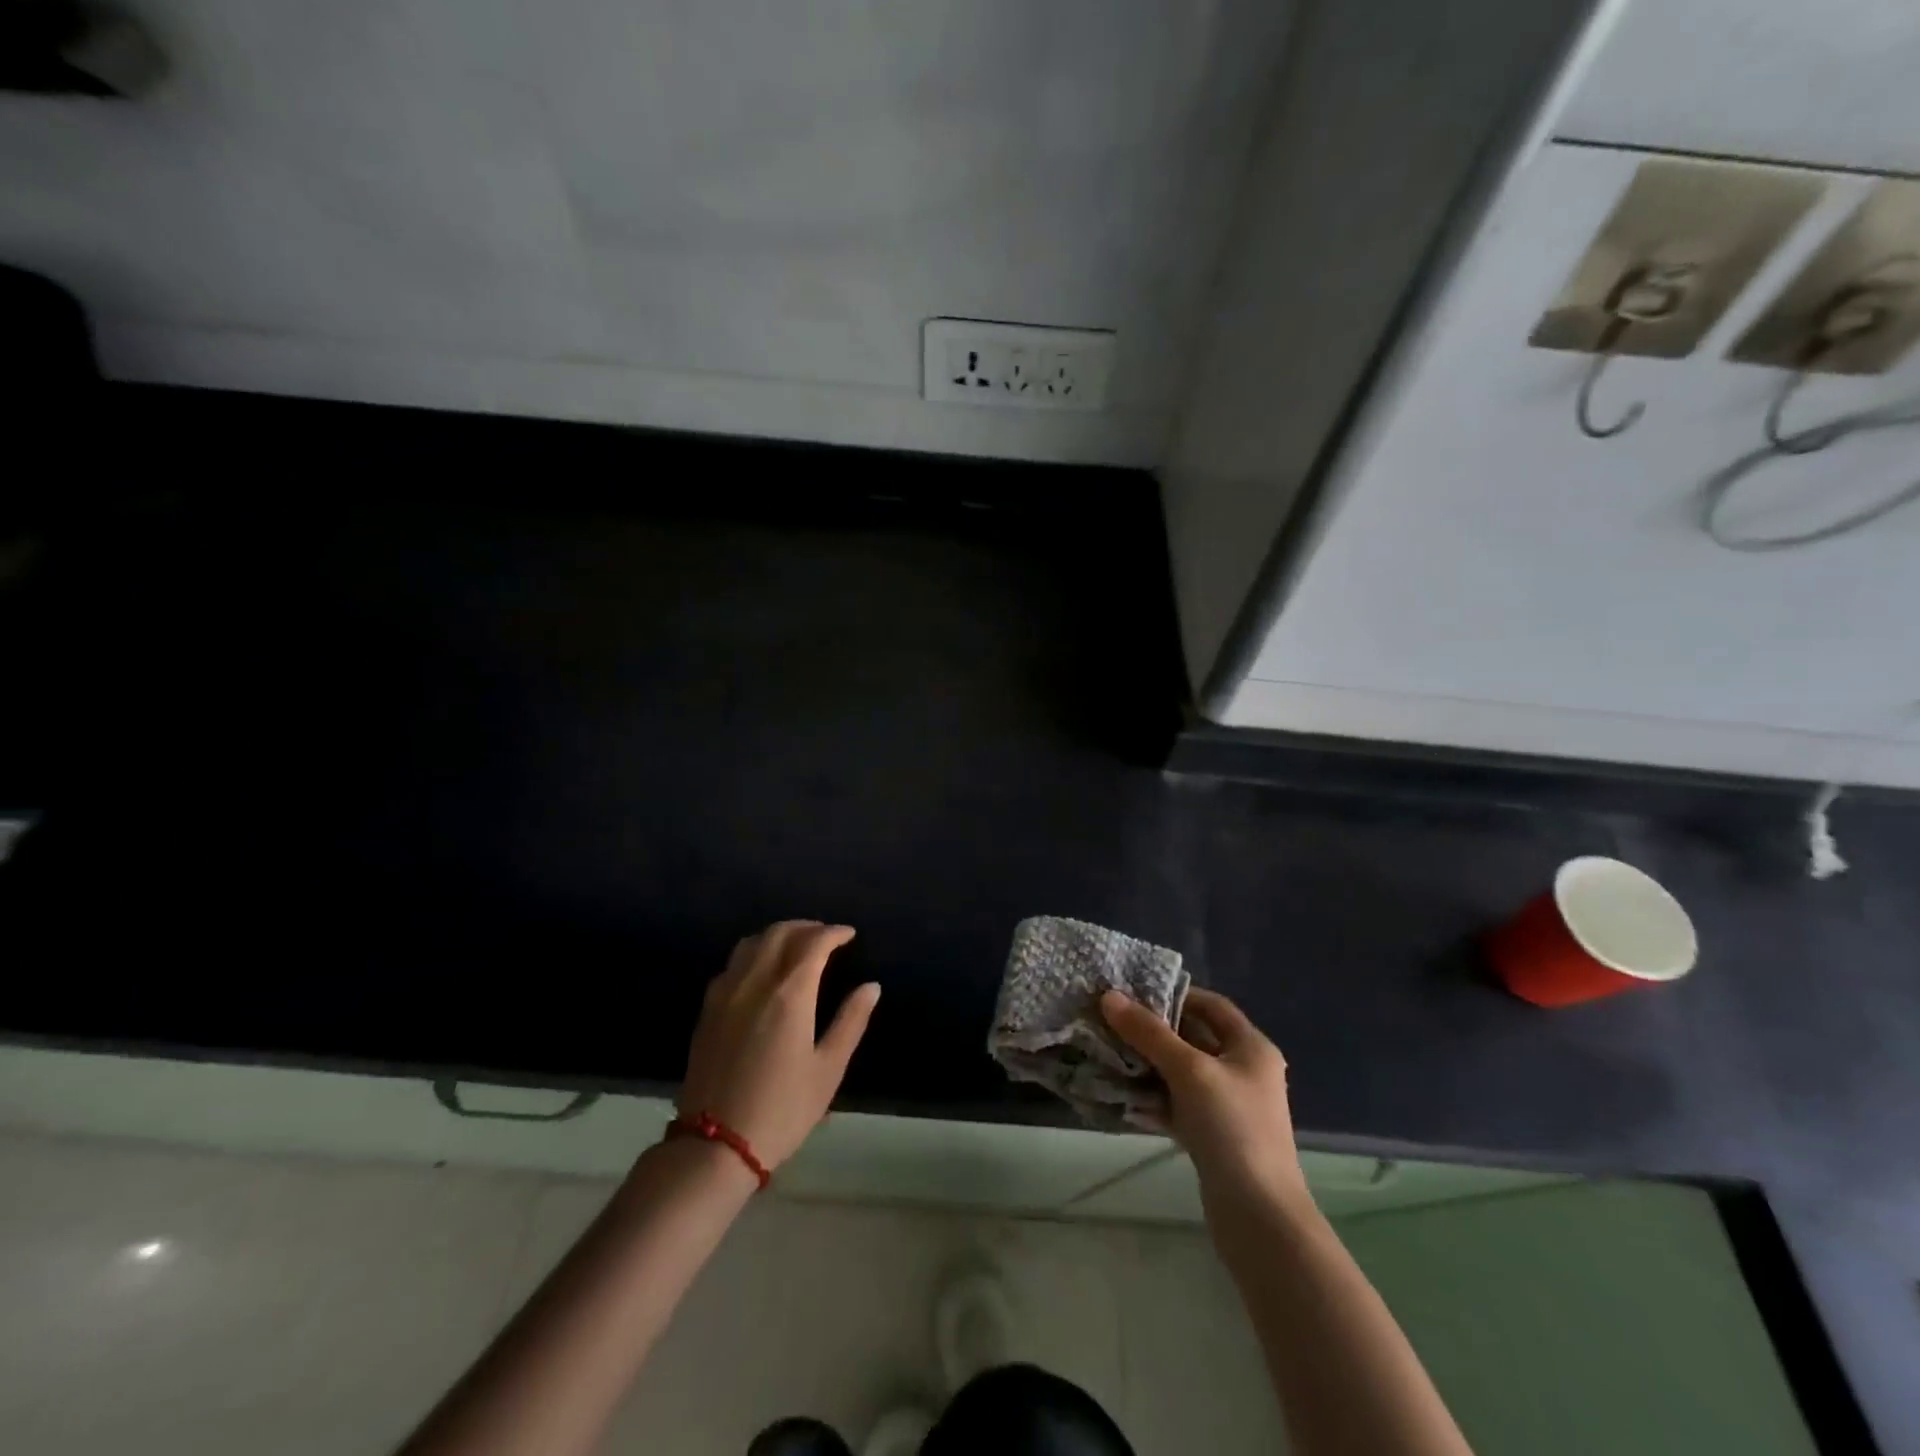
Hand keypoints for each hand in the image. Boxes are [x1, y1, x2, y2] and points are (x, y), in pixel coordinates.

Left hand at [680, 921, 879, 1169]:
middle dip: (806, 927)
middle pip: (780, 933)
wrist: (715, 1146)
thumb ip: (851, 1021)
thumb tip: (871, 986)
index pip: (814, 943)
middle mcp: (755, 982)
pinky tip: (762, 971)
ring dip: (778, 935)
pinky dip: (753, 953)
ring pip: (751, 942)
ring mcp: (726, 993)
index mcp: (789, 993)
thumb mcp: (828, 1069)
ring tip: (796, 946)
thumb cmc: (782, 1109)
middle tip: (826, 936)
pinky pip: (732, 963)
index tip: (849, 935)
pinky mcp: (707, 1009)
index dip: (834, 933)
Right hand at [1101, 987, 1307, 1208]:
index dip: (1176, 993)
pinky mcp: (1212, 1136)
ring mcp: (1228, 1106)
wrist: (1259, 1217)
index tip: (1135, 990)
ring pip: (1182, 1072)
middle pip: (1194, 1037)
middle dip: (1154, 1029)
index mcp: (1251, 1048)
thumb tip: (1109, 997)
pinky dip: (1152, 1096)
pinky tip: (1120, 1092)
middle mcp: (1243, 1071)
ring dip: (1148, 1063)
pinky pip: (1177, 1103)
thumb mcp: (1189, 1071)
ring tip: (1107, 1049)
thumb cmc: (1232, 1128)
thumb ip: (1149, 1033)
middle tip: (1112, 1018)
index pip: (1212, 1005)